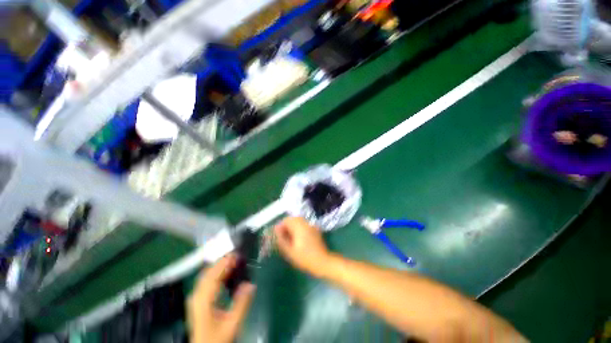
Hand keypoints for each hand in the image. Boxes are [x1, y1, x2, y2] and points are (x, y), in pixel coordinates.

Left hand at [187, 254, 255, 342]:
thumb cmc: (217, 338)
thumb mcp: (232, 324)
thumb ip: (241, 304)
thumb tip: (250, 284)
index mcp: (203, 300)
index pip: (213, 276)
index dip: (224, 264)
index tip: (236, 255)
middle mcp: (197, 296)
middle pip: (208, 273)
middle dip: (221, 262)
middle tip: (236, 255)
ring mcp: (196, 298)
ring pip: (206, 276)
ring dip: (219, 266)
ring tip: (233, 260)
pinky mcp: (198, 300)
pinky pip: (206, 280)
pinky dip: (216, 273)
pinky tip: (225, 273)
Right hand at [274, 217, 331, 276]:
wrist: (322, 262)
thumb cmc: (304, 258)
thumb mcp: (290, 251)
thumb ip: (281, 240)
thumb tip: (276, 231)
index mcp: (299, 227)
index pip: (287, 220)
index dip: (280, 226)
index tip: (278, 235)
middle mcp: (306, 223)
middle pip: (293, 219)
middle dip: (286, 225)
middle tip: (283, 236)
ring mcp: (311, 226)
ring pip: (299, 221)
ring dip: (292, 226)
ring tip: (289, 237)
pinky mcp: (315, 230)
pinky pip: (304, 224)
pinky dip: (299, 228)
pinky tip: (298, 238)